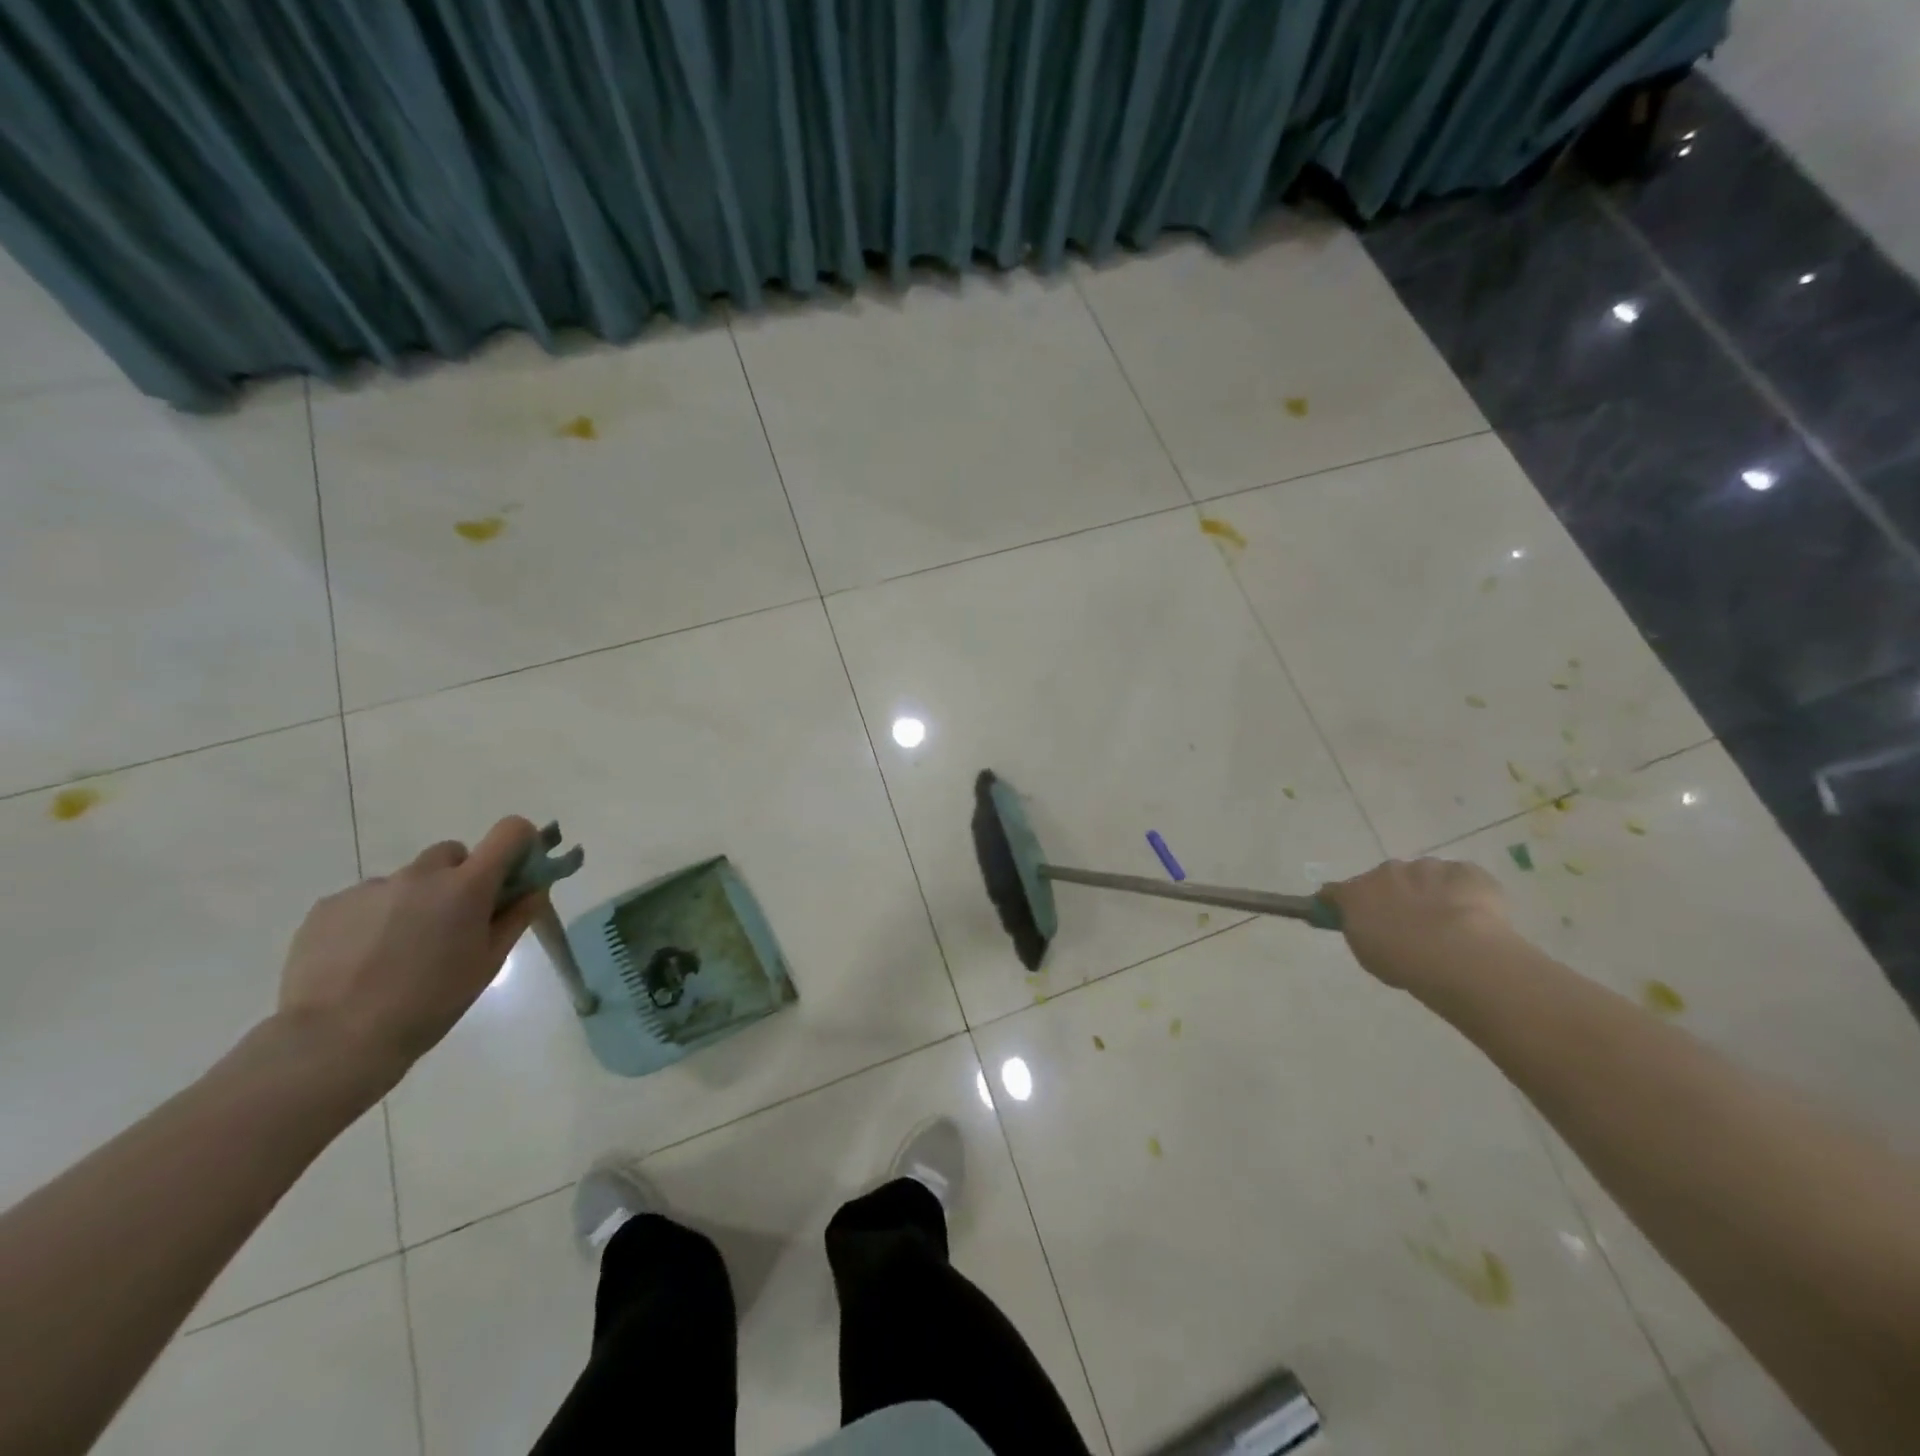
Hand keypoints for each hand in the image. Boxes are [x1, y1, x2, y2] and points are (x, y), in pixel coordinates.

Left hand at [275, 817, 543, 1097]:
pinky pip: (367, 900)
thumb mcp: (488, 963)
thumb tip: (533, 888)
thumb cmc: (430, 1002)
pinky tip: (363, 958)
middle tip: (453, 922)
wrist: (335, 1040)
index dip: (519, 843)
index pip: (509, 831)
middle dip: (460, 877)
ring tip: (398, 950)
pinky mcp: (329, 905)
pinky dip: (374, 918)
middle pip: (453, 853)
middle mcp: (421, 874)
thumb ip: (515, 917)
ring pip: (407, 880)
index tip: (515, 871)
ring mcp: (372, 887)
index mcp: (467, 886)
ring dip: (415, 900)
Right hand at [1320, 857, 1511, 992]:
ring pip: (1423, 876)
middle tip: (1407, 924)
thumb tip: (1360, 921)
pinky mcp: (1466, 871)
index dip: (1339, 903)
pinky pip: (1459, 879)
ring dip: (1427, 892)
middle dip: (1391, 895)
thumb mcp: (1368, 955)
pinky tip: (1473, 916)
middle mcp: (1387, 872)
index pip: (1336, 891)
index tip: (1343, 914)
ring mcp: (1427, 868)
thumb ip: (1360, 931)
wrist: (1463, 956)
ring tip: (1447, 924)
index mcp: (1356, 892)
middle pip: (1384, 880)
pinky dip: (1461, 893)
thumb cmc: (1406, 962)